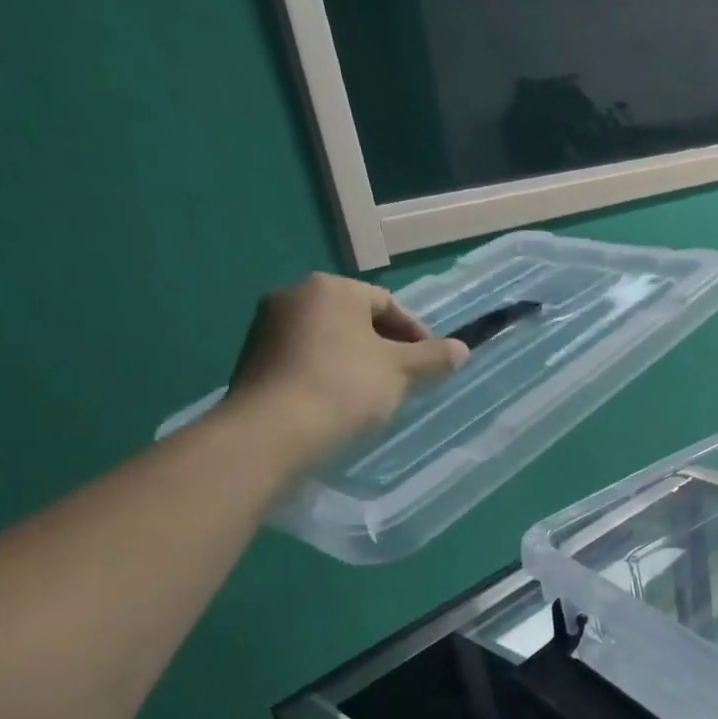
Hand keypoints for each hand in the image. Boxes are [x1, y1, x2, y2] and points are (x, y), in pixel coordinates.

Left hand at [226, 273, 467, 468]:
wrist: (274, 430)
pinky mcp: (254, 358)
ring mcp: (268, 326)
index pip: (387, 303)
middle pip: (356, 318)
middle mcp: (294, 295)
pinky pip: (306, 357)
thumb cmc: (346, 387)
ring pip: (330, 338)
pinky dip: (329, 372)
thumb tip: (462, 348)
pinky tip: (342, 402)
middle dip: (386, 346)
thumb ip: (434, 357)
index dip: (416, 333)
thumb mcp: (402, 371)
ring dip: (358, 359)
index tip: (430, 364)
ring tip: (377, 393)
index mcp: (332, 288)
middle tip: (407, 379)